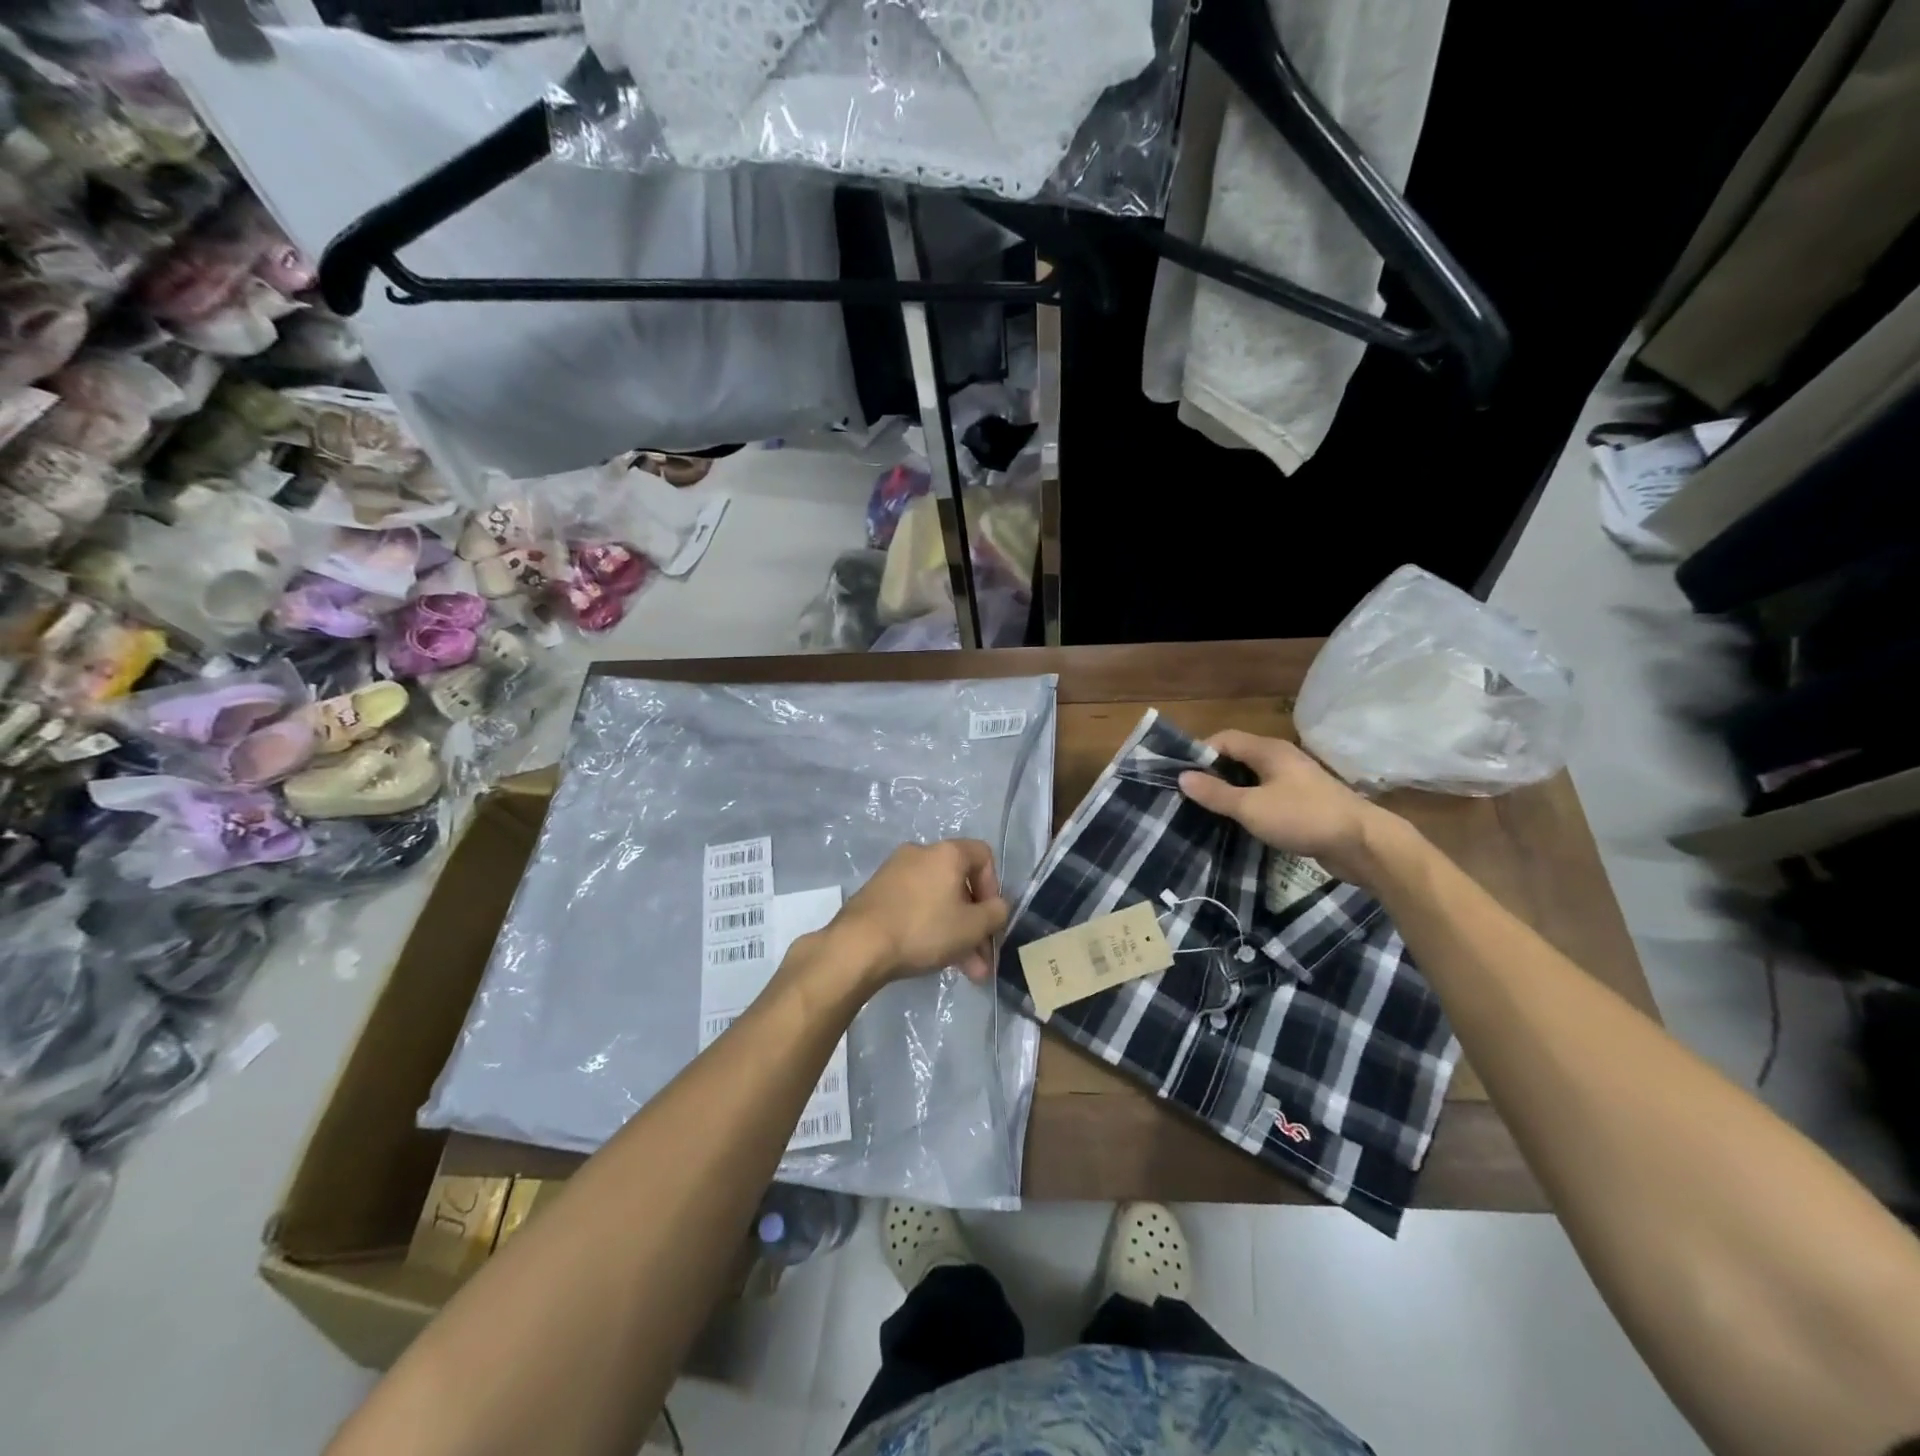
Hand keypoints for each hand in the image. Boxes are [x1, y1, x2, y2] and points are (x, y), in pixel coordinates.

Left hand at [828, 839, 1009, 987]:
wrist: (858, 945)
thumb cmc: (924, 929)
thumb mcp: (973, 926)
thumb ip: (996, 913)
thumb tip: (997, 908)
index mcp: (946, 853)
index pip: (983, 856)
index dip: (994, 888)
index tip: (991, 918)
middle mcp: (920, 853)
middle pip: (960, 885)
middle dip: (974, 925)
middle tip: (982, 960)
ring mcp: (895, 872)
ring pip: (938, 901)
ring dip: (955, 933)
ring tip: (965, 972)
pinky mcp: (877, 893)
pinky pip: (914, 906)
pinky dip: (929, 928)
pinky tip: (934, 960)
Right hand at [1177, 730, 1394, 884]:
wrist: (1362, 843)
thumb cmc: (1303, 817)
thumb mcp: (1251, 807)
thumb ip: (1216, 793)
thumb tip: (1182, 777)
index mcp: (1269, 750)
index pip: (1224, 739)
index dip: (1200, 753)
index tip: (1180, 776)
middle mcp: (1281, 758)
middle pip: (1238, 757)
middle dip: (1213, 773)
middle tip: (1190, 795)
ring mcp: (1295, 780)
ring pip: (1253, 778)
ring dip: (1231, 791)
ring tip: (1208, 810)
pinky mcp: (1304, 802)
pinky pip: (1267, 795)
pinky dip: (1250, 804)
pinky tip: (1240, 822)